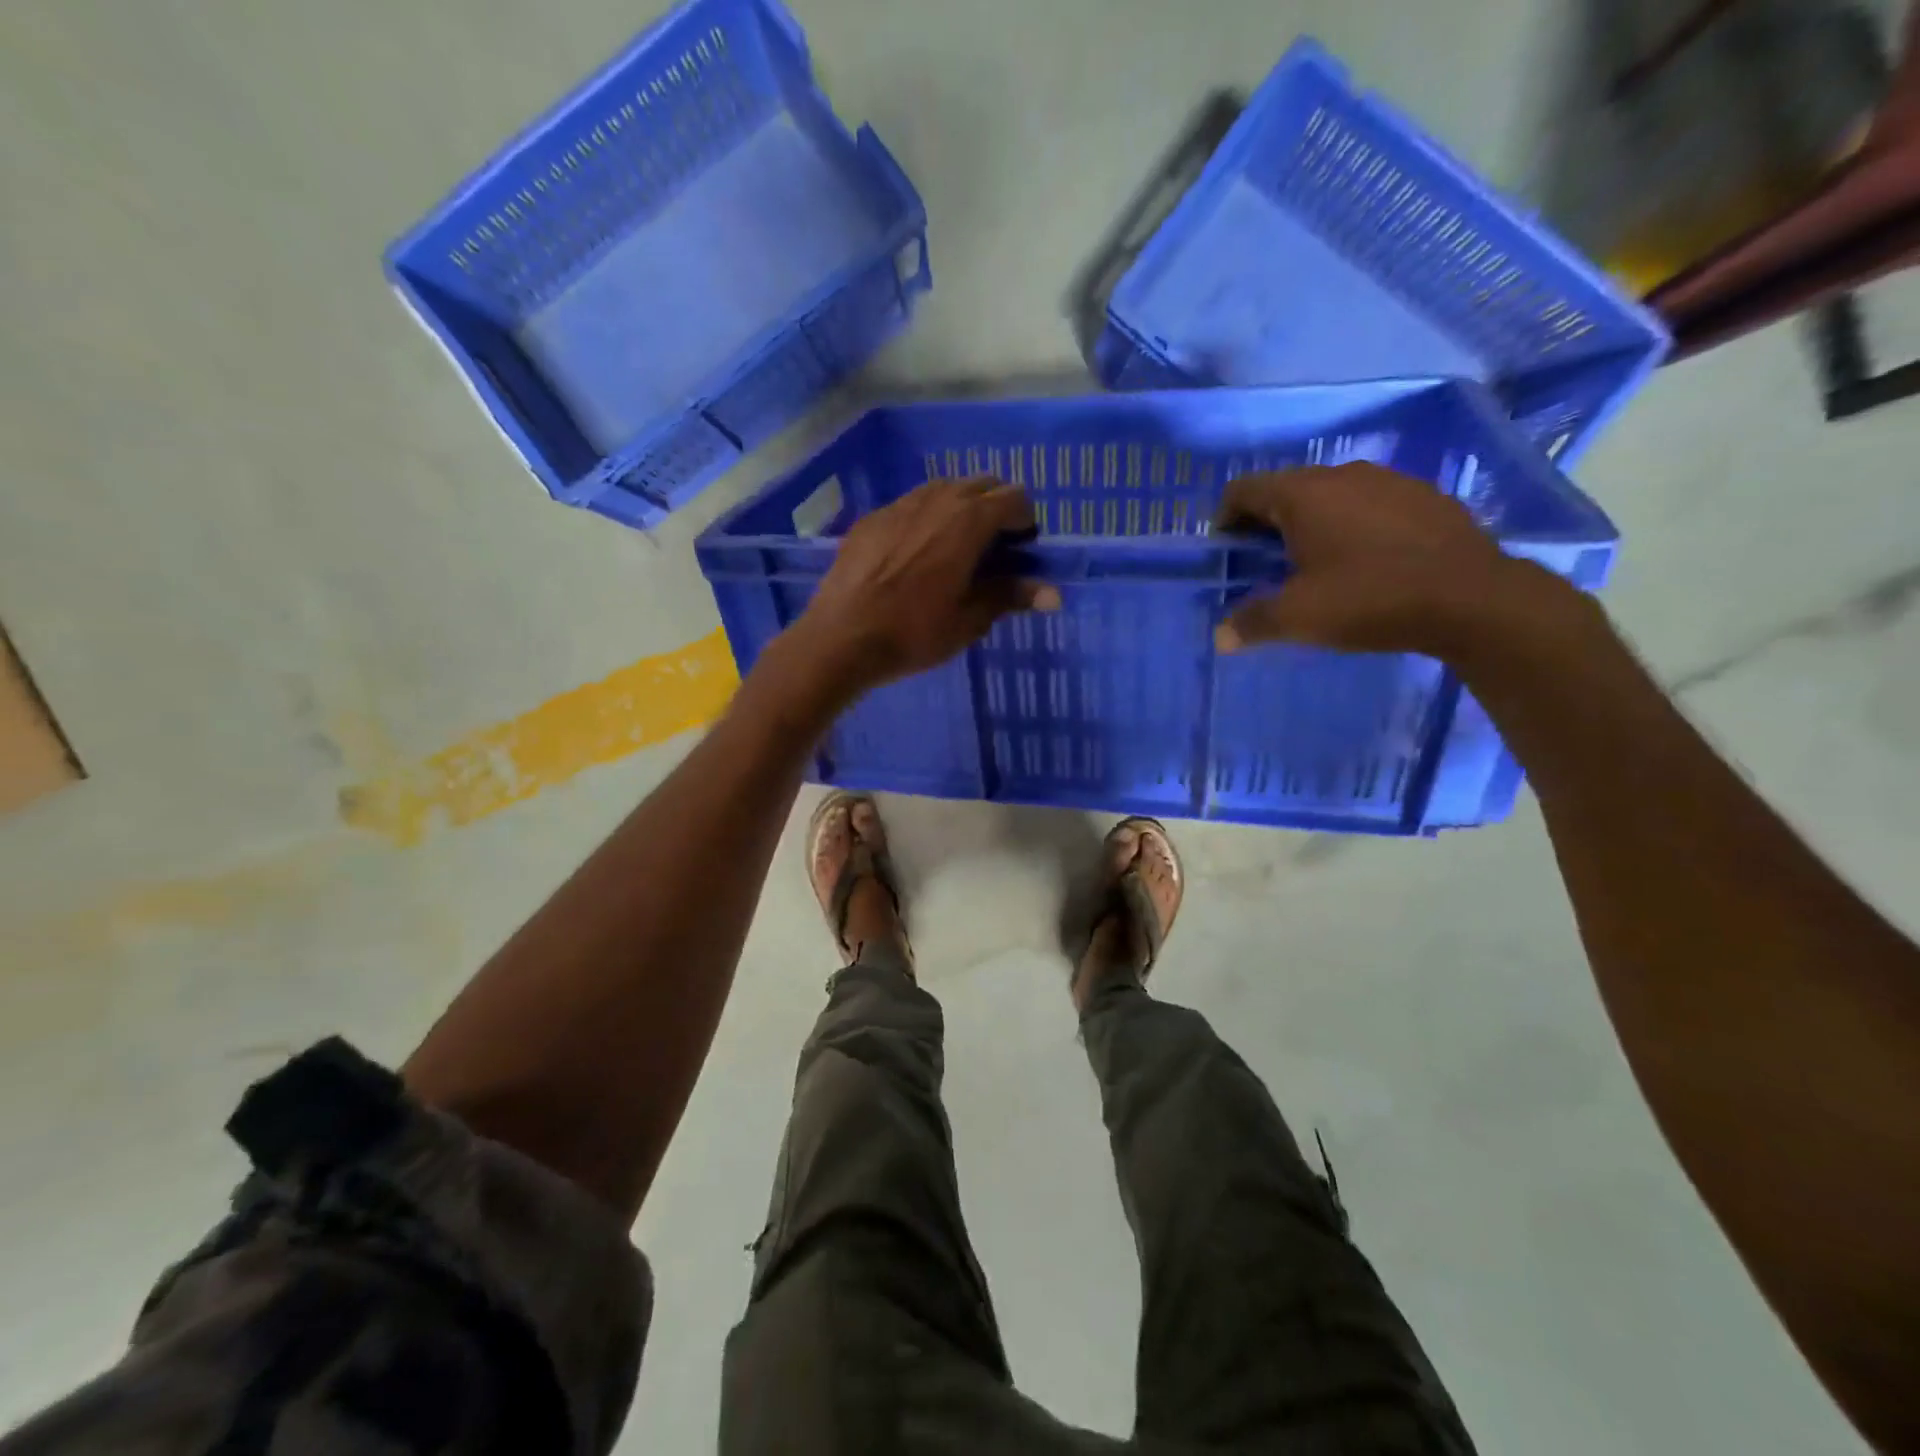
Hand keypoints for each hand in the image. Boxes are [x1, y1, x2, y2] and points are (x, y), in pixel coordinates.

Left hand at [793, 477, 1058, 698]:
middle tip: (994, 549)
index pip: (1014, 497)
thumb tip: (1054, 594)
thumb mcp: (969, 620)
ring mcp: (900, 504)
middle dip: (996, 508)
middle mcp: (937, 499)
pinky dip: (927, 518)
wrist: (841, 637)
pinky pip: (912, 505)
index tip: (1022, 550)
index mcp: (968, 521)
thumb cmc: (913, 632)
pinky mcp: (872, 518)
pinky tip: (916, 555)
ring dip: (961, 509)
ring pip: (944, 489)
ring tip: (956, 550)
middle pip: (981, 484)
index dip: (1025, 521)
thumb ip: (1010, 596)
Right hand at [1211, 464, 1568, 658]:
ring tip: (1314, 564)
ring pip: (1330, 494)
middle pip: (1285, 489)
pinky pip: (1370, 504)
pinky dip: (1352, 525)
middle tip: (1264, 565)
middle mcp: (1342, 474)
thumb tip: (1220, 638)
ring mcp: (1389, 480)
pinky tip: (1365, 561)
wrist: (1472, 598)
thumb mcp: (1299, 618)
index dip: (1224, 519)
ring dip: (1311, 522)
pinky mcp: (1424, 496)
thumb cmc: (1369, 599)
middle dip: (1265, 523)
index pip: (1243, 489)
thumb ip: (1251, 623)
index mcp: (1302, 494)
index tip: (1227, 553)